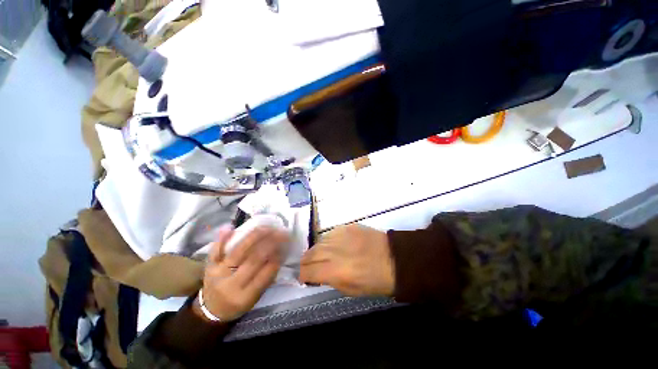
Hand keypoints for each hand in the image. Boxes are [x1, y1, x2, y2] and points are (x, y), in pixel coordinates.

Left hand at [194, 225, 289, 321]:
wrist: (211, 310)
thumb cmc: (238, 303)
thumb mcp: (255, 298)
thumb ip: (267, 278)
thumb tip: (279, 254)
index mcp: (245, 296)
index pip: (266, 273)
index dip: (278, 257)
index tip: (287, 245)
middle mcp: (231, 284)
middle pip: (253, 259)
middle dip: (270, 243)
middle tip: (281, 233)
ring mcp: (218, 273)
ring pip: (238, 251)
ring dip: (255, 237)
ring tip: (267, 228)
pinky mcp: (209, 267)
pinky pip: (215, 251)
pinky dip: (222, 239)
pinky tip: (231, 227)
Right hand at [299, 224, 394, 296]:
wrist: (394, 259)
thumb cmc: (375, 281)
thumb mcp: (350, 290)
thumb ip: (330, 280)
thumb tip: (317, 274)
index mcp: (335, 271)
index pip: (308, 270)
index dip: (303, 275)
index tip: (304, 277)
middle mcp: (334, 251)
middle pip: (310, 254)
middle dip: (306, 262)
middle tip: (308, 266)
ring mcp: (341, 236)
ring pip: (319, 242)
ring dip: (316, 250)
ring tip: (321, 255)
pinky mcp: (348, 227)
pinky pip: (331, 233)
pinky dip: (328, 241)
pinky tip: (334, 245)